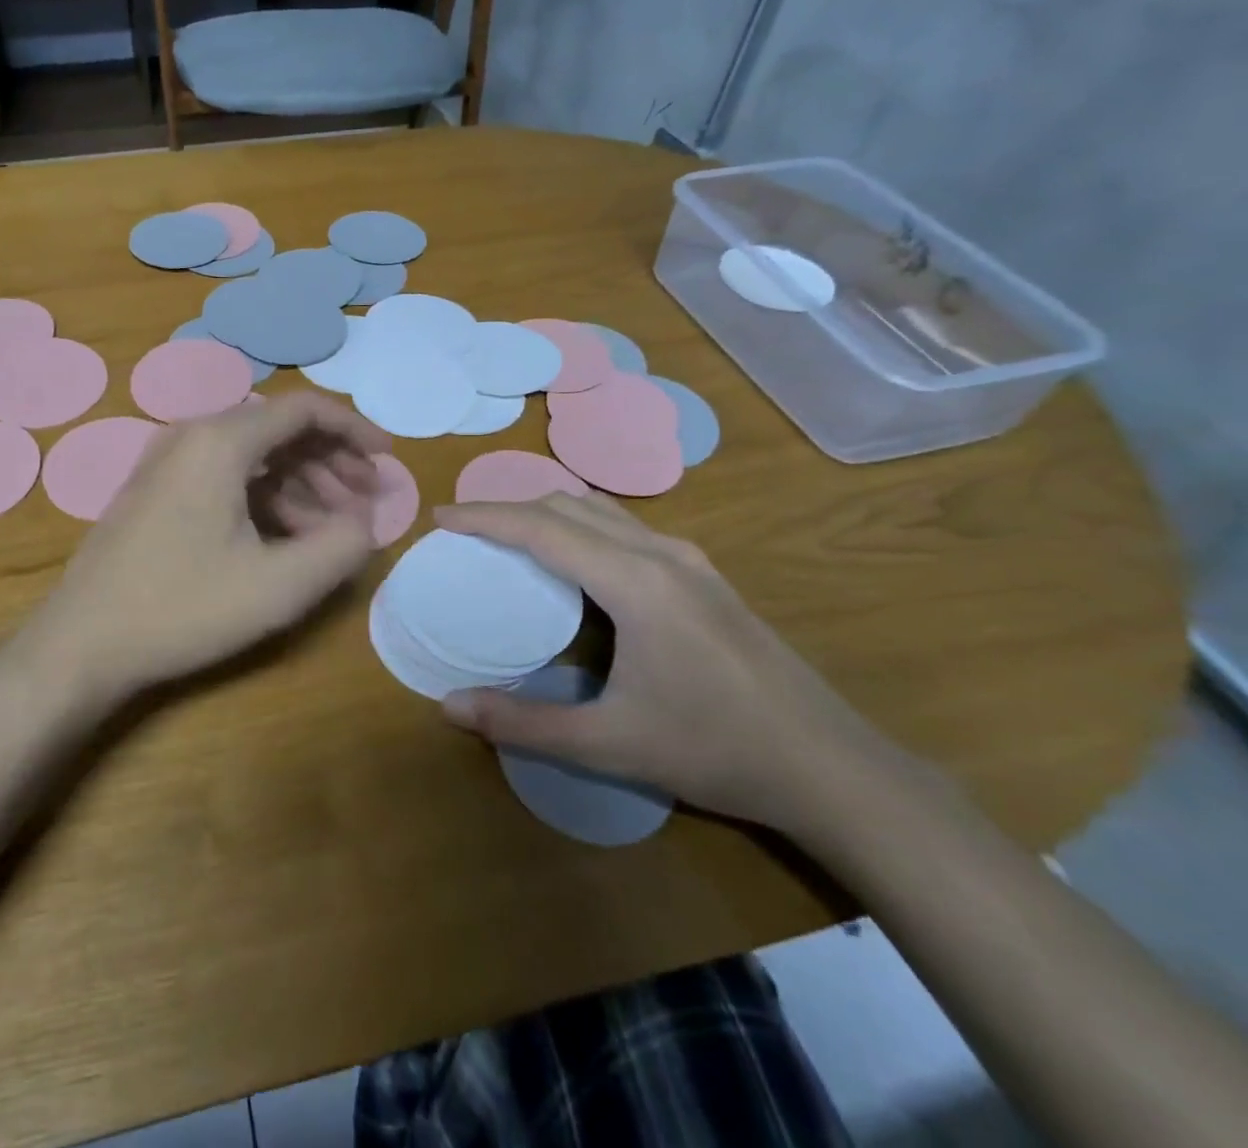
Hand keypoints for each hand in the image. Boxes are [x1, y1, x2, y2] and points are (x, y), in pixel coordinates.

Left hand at [19, 392, 389, 697]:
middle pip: (280, 430)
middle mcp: (192, 435)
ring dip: (301, 485)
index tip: (386, 460)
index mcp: (221, 440)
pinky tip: (285, 539)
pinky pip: (226, 476)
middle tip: (365, 504)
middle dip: (332, 463)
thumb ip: (341, 547)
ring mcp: (169, 461)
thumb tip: (365, 522)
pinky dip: (265, 498)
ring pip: (254, 456)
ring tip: (331, 530)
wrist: (82, 643)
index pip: (305, 410)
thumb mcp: (279, 586)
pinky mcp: (158, 489)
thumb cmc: (183, 608)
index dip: (354, 429)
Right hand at [435, 493, 886, 831]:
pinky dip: (581, 528)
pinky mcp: (704, 576)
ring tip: (509, 540)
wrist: (832, 768)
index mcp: (635, 582)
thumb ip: (524, 723)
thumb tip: (449, 707)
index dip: (484, 516)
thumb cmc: (717, 750)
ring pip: (601, 511)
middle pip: (569, 505)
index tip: (440, 517)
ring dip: (548, 514)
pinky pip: (625, 529)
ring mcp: (689, 560)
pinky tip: (574, 567)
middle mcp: (660, 554)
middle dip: (510, 508)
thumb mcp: (610, 744)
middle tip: (466, 533)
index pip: (541, 527)